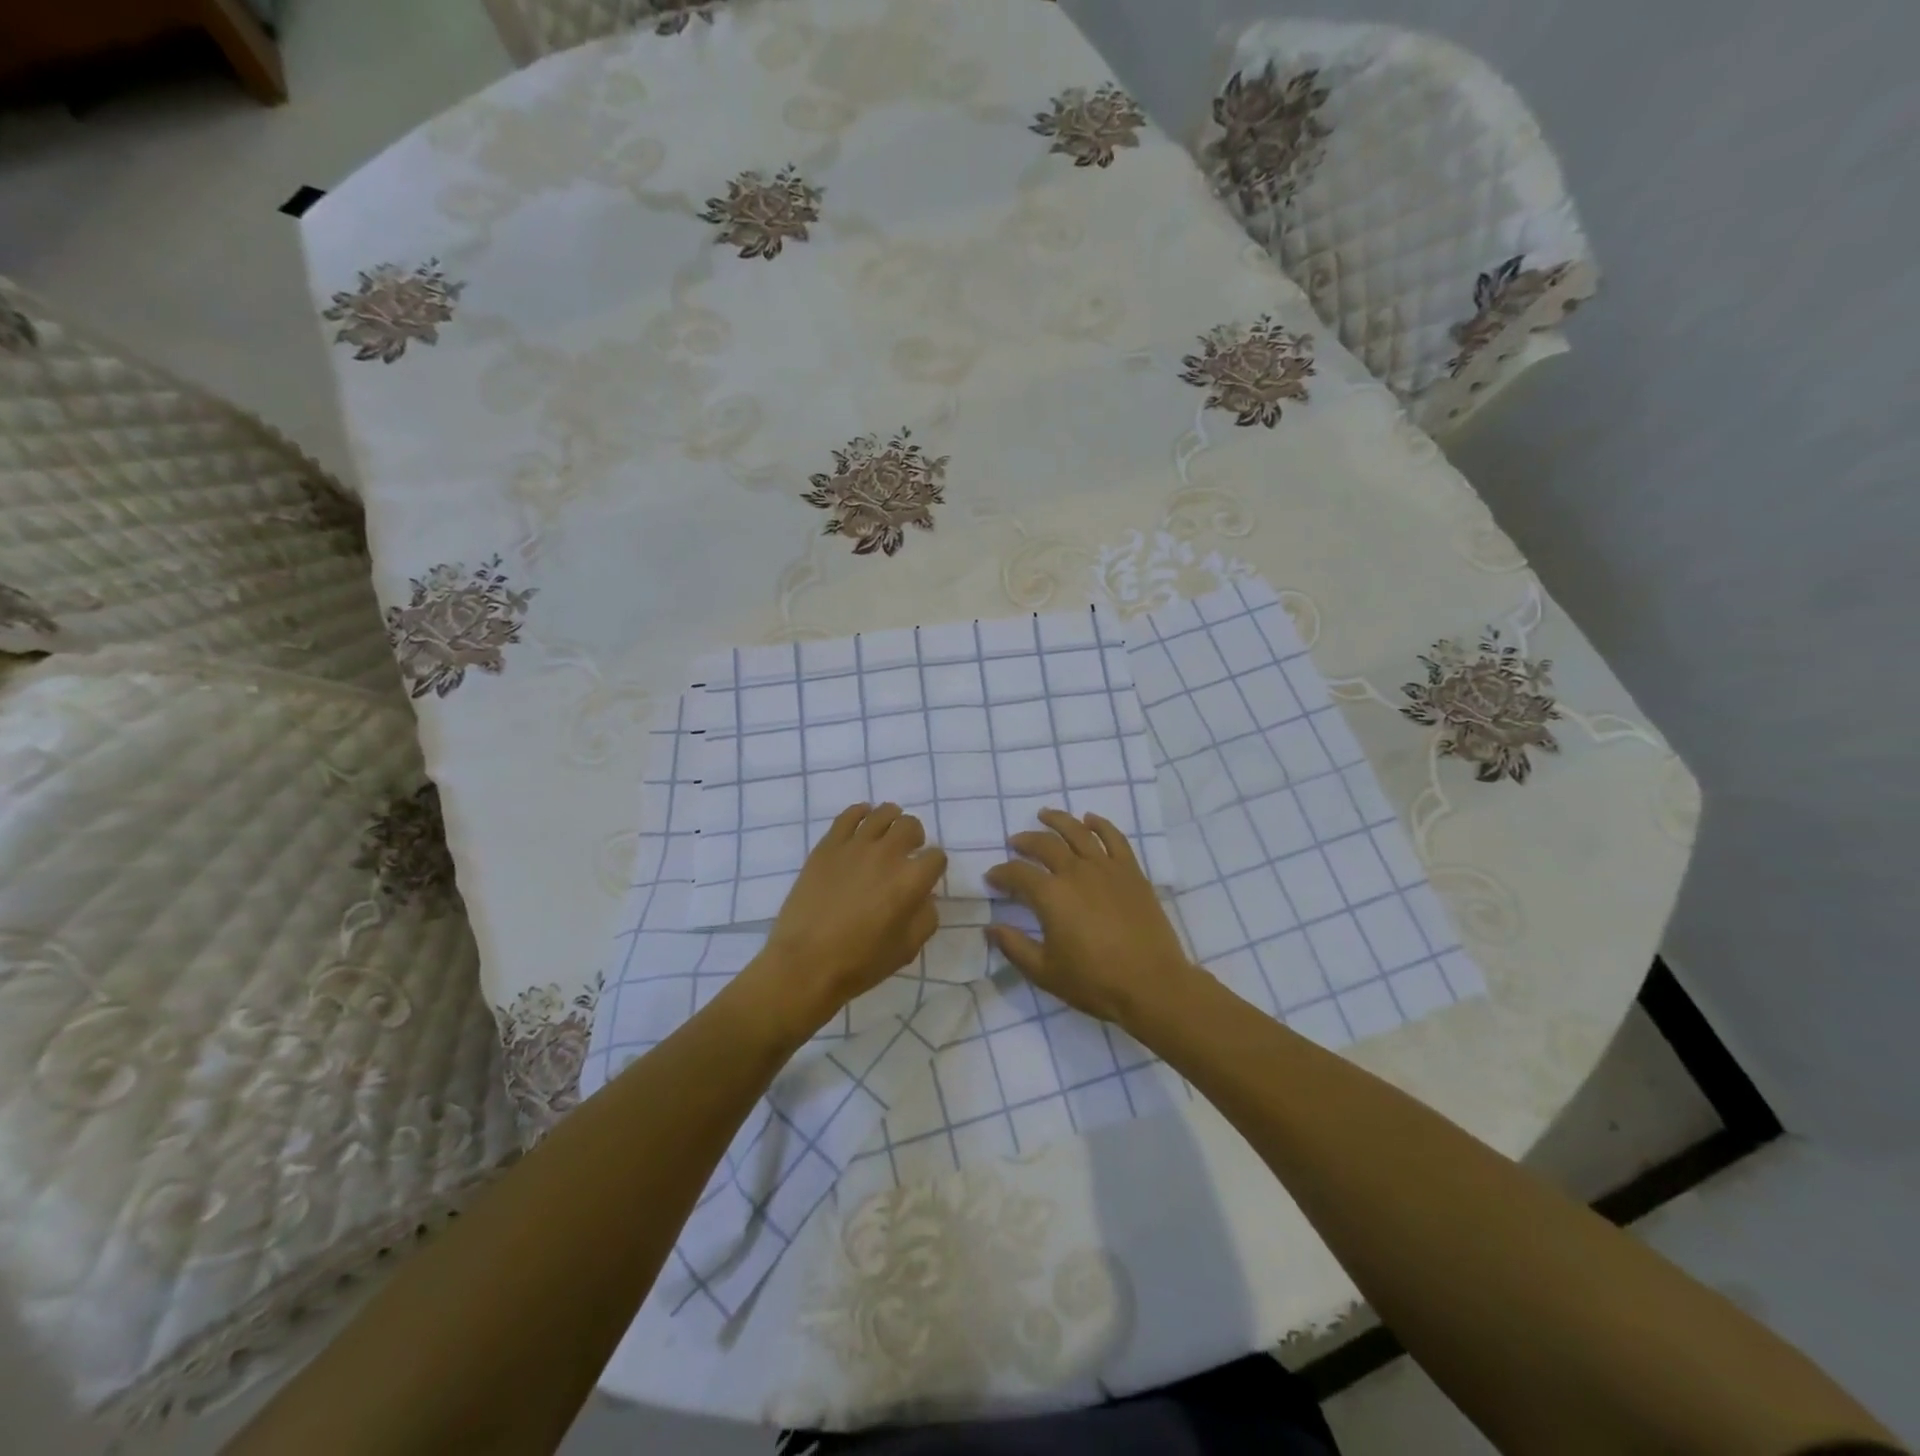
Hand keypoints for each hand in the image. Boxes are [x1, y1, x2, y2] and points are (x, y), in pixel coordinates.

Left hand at [740, 802, 945, 1039]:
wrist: (805, 964)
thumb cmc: (860, 963)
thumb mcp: (907, 949)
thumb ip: (925, 918)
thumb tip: (924, 897)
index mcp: (910, 881)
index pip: (936, 857)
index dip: (934, 867)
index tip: (926, 877)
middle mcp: (887, 854)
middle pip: (911, 826)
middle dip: (915, 838)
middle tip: (907, 852)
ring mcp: (855, 846)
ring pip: (883, 813)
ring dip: (892, 820)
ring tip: (886, 834)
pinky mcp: (828, 845)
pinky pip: (849, 815)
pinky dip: (861, 813)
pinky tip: (863, 821)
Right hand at [984, 808, 1198, 1035]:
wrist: (1152, 985)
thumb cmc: (1095, 981)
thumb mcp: (1045, 972)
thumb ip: (1014, 947)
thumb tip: (990, 928)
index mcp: (1051, 895)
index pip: (1017, 874)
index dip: (1001, 874)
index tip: (992, 878)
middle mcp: (1076, 872)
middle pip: (1044, 845)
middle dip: (1025, 841)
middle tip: (1015, 842)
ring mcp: (1106, 868)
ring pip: (1078, 832)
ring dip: (1058, 820)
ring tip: (1045, 815)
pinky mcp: (1131, 872)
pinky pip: (1114, 838)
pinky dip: (1100, 824)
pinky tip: (1090, 819)